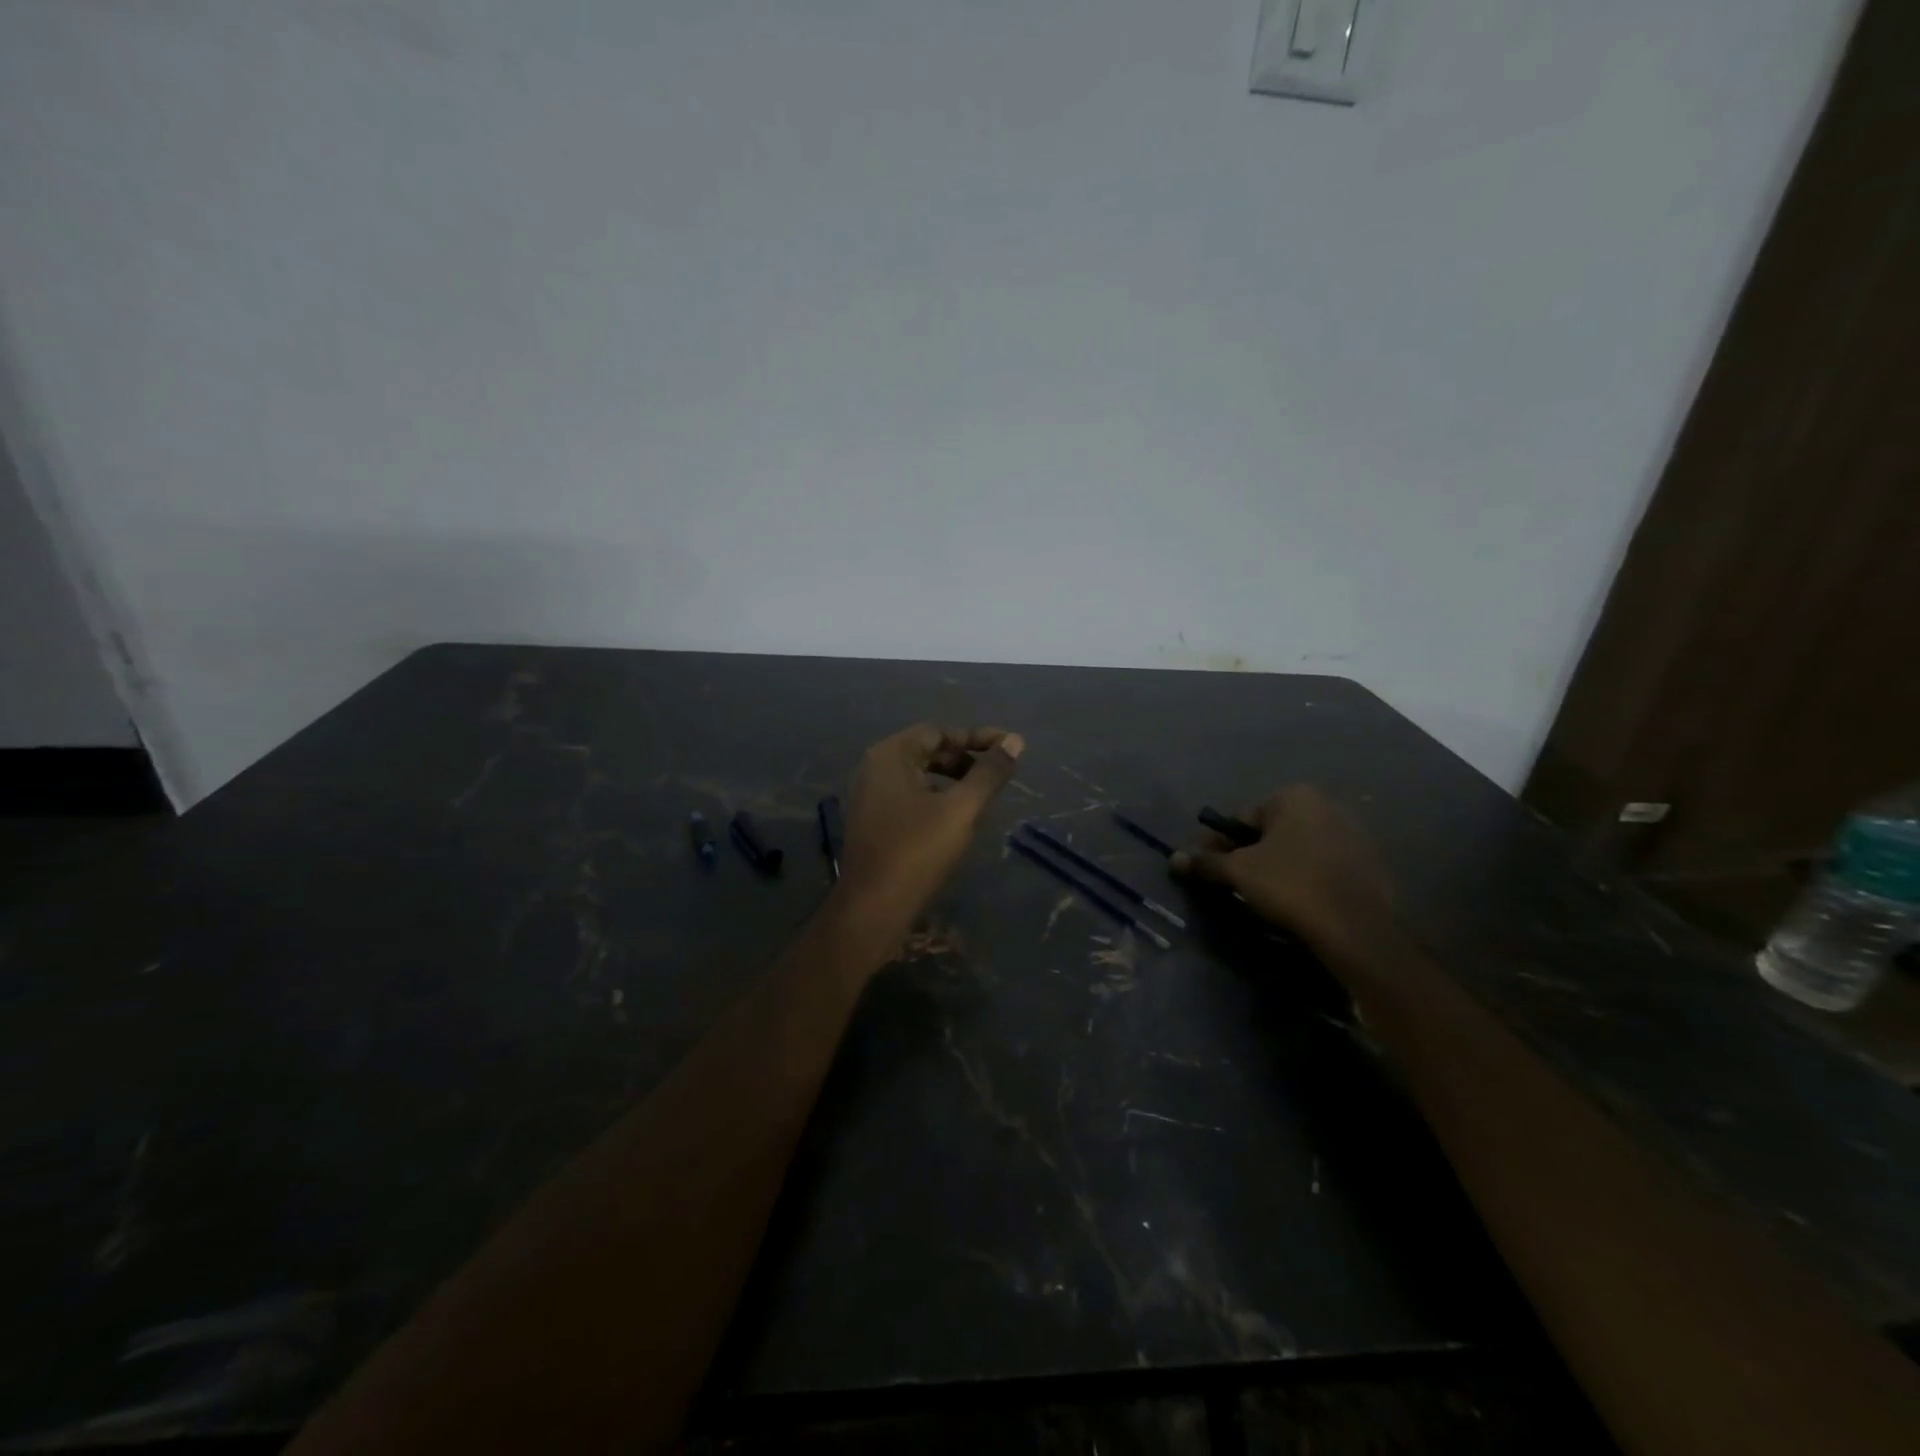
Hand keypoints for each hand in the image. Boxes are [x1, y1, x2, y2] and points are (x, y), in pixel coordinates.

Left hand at [837, 723, 1025, 938]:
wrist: (872, 908)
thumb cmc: (917, 851)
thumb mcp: (961, 809)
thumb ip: (989, 773)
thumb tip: (1015, 741)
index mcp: (890, 755)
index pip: (939, 732)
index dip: (977, 737)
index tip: (1010, 748)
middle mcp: (875, 768)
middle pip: (927, 751)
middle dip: (965, 758)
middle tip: (998, 772)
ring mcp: (870, 796)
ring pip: (919, 775)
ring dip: (952, 778)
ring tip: (983, 794)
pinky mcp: (873, 821)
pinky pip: (909, 796)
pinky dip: (936, 797)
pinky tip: (956, 817)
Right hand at [1171, 786, 1391, 961]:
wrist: (1358, 928)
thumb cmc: (1291, 885)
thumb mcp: (1239, 872)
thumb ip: (1206, 863)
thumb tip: (1174, 859)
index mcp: (1294, 796)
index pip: (1241, 818)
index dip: (1218, 844)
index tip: (1208, 867)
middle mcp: (1327, 804)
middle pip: (1271, 831)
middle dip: (1249, 853)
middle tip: (1233, 882)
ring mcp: (1354, 833)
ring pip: (1298, 848)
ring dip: (1278, 865)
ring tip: (1263, 895)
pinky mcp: (1370, 863)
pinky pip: (1324, 865)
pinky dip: (1306, 877)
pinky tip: (1298, 901)